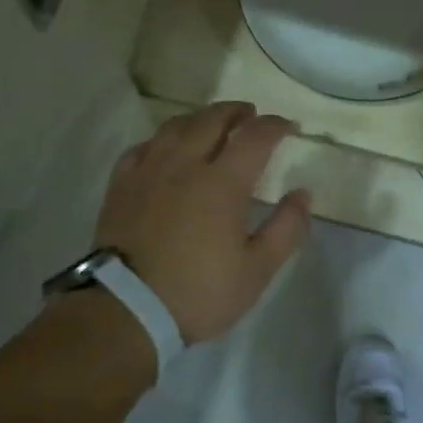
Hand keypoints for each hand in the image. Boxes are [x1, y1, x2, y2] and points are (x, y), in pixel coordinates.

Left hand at [95, 102, 311, 343]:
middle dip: (236, 112)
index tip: (288, 126)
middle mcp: (184, 165)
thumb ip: (286, 228)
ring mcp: (148, 172)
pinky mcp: (120, 186)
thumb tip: (302, 193)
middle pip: (212, 120)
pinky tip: (165, 148)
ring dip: (200, 118)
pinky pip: (142, 147)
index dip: (275, 126)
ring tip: (211, 124)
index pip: (254, 137)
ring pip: (175, 127)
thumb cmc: (200, 293)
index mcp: (222, 183)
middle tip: (250, 115)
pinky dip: (161, 139)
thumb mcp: (257, 270)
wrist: (127, 311)